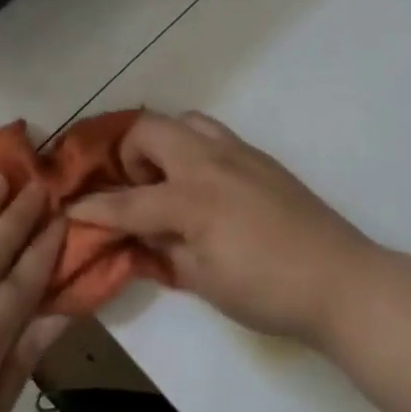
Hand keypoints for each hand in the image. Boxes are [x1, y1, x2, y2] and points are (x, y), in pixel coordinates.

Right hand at [69, 112, 374, 344]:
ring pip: (185, 121)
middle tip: (136, 188)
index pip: (127, 202)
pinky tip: (205, 186)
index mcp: (191, 199)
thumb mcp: (204, 280)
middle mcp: (208, 162)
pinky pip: (213, 134)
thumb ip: (164, 249)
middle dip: (128, 154)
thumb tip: (141, 232)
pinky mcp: (259, 156)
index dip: (93, 209)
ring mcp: (237, 152)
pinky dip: (194, 148)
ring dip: (164, 143)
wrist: (340, 279)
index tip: (70, 209)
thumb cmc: (267, 290)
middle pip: (149, 129)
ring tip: (169, 181)